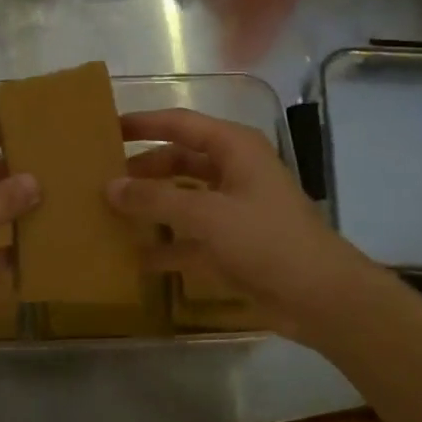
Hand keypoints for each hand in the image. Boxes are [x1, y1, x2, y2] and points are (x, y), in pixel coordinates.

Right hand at [108, 108, 359, 331]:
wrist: (320, 298)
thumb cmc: (266, 241)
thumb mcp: (206, 215)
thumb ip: (155, 198)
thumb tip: (109, 186)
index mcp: (235, 149)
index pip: (180, 124)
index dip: (144, 124)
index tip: (107, 128)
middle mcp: (233, 172)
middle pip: (178, 161)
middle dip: (143, 169)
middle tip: (101, 178)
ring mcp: (233, 210)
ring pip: (182, 199)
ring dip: (151, 206)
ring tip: (108, 212)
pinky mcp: (231, 245)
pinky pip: (189, 237)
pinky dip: (165, 245)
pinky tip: (133, 257)